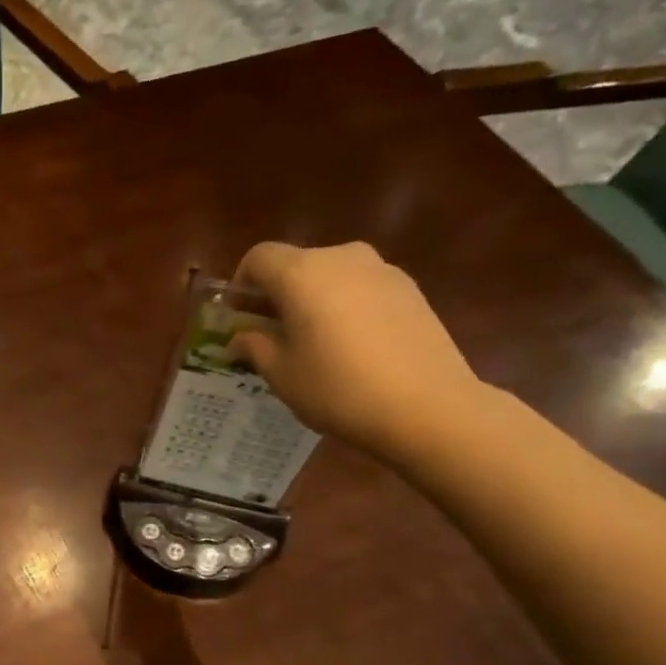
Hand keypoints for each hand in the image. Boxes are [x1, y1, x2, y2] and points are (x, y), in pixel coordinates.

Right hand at [228, 242, 488, 457]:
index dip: (240, 285)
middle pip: (296, 264)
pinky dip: (344, 307)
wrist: (427, 406)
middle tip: (271, 336)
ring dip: (312, 301)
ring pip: (330, 276)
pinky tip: (351, 349)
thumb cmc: (338, 389)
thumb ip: (255, 347)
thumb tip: (241, 337)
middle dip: (276, 295)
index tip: (238, 319)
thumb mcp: (282, 374)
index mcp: (302, 273)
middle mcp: (341, 258)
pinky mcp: (409, 289)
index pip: (258, 258)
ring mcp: (382, 270)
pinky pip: (361, 289)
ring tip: (313, 345)